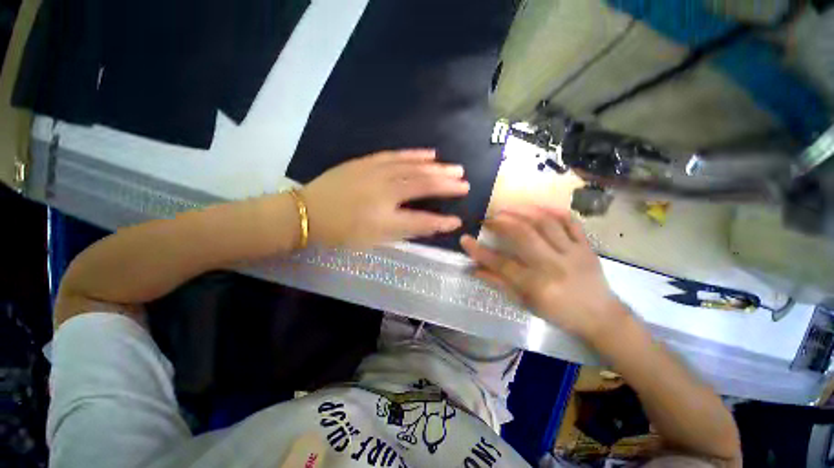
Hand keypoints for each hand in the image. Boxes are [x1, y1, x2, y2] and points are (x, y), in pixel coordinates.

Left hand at [301, 149, 469, 247]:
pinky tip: (429, 153)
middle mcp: (384, 190)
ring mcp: (376, 172)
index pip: (421, 218)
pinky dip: (415, 154)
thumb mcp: (374, 239)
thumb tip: (430, 225)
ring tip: (454, 168)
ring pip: (413, 167)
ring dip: (436, 168)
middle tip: (465, 183)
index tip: (458, 221)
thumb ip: (404, 231)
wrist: (308, 212)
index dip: (440, 221)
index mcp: (384, 215)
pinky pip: (396, 155)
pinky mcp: (368, 162)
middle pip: (422, 185)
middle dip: (446, 185)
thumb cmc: (342, 231)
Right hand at [460, 206, 627, 341]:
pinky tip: (537, 206)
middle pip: (523, 235)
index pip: (500, 263)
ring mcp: (572, 252)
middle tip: (487, 218)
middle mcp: (553, 265)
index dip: (479, 251)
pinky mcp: (587, 246)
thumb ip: (498, 283)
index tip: (464, 239)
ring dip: (522, 211)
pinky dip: (553, 210)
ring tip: (506, 208)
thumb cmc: (558, 313)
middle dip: (501, 222)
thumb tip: (474, 269)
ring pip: (545, 223)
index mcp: (536, 284)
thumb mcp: (525, 303)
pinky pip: (571, 222)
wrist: (600, 317)